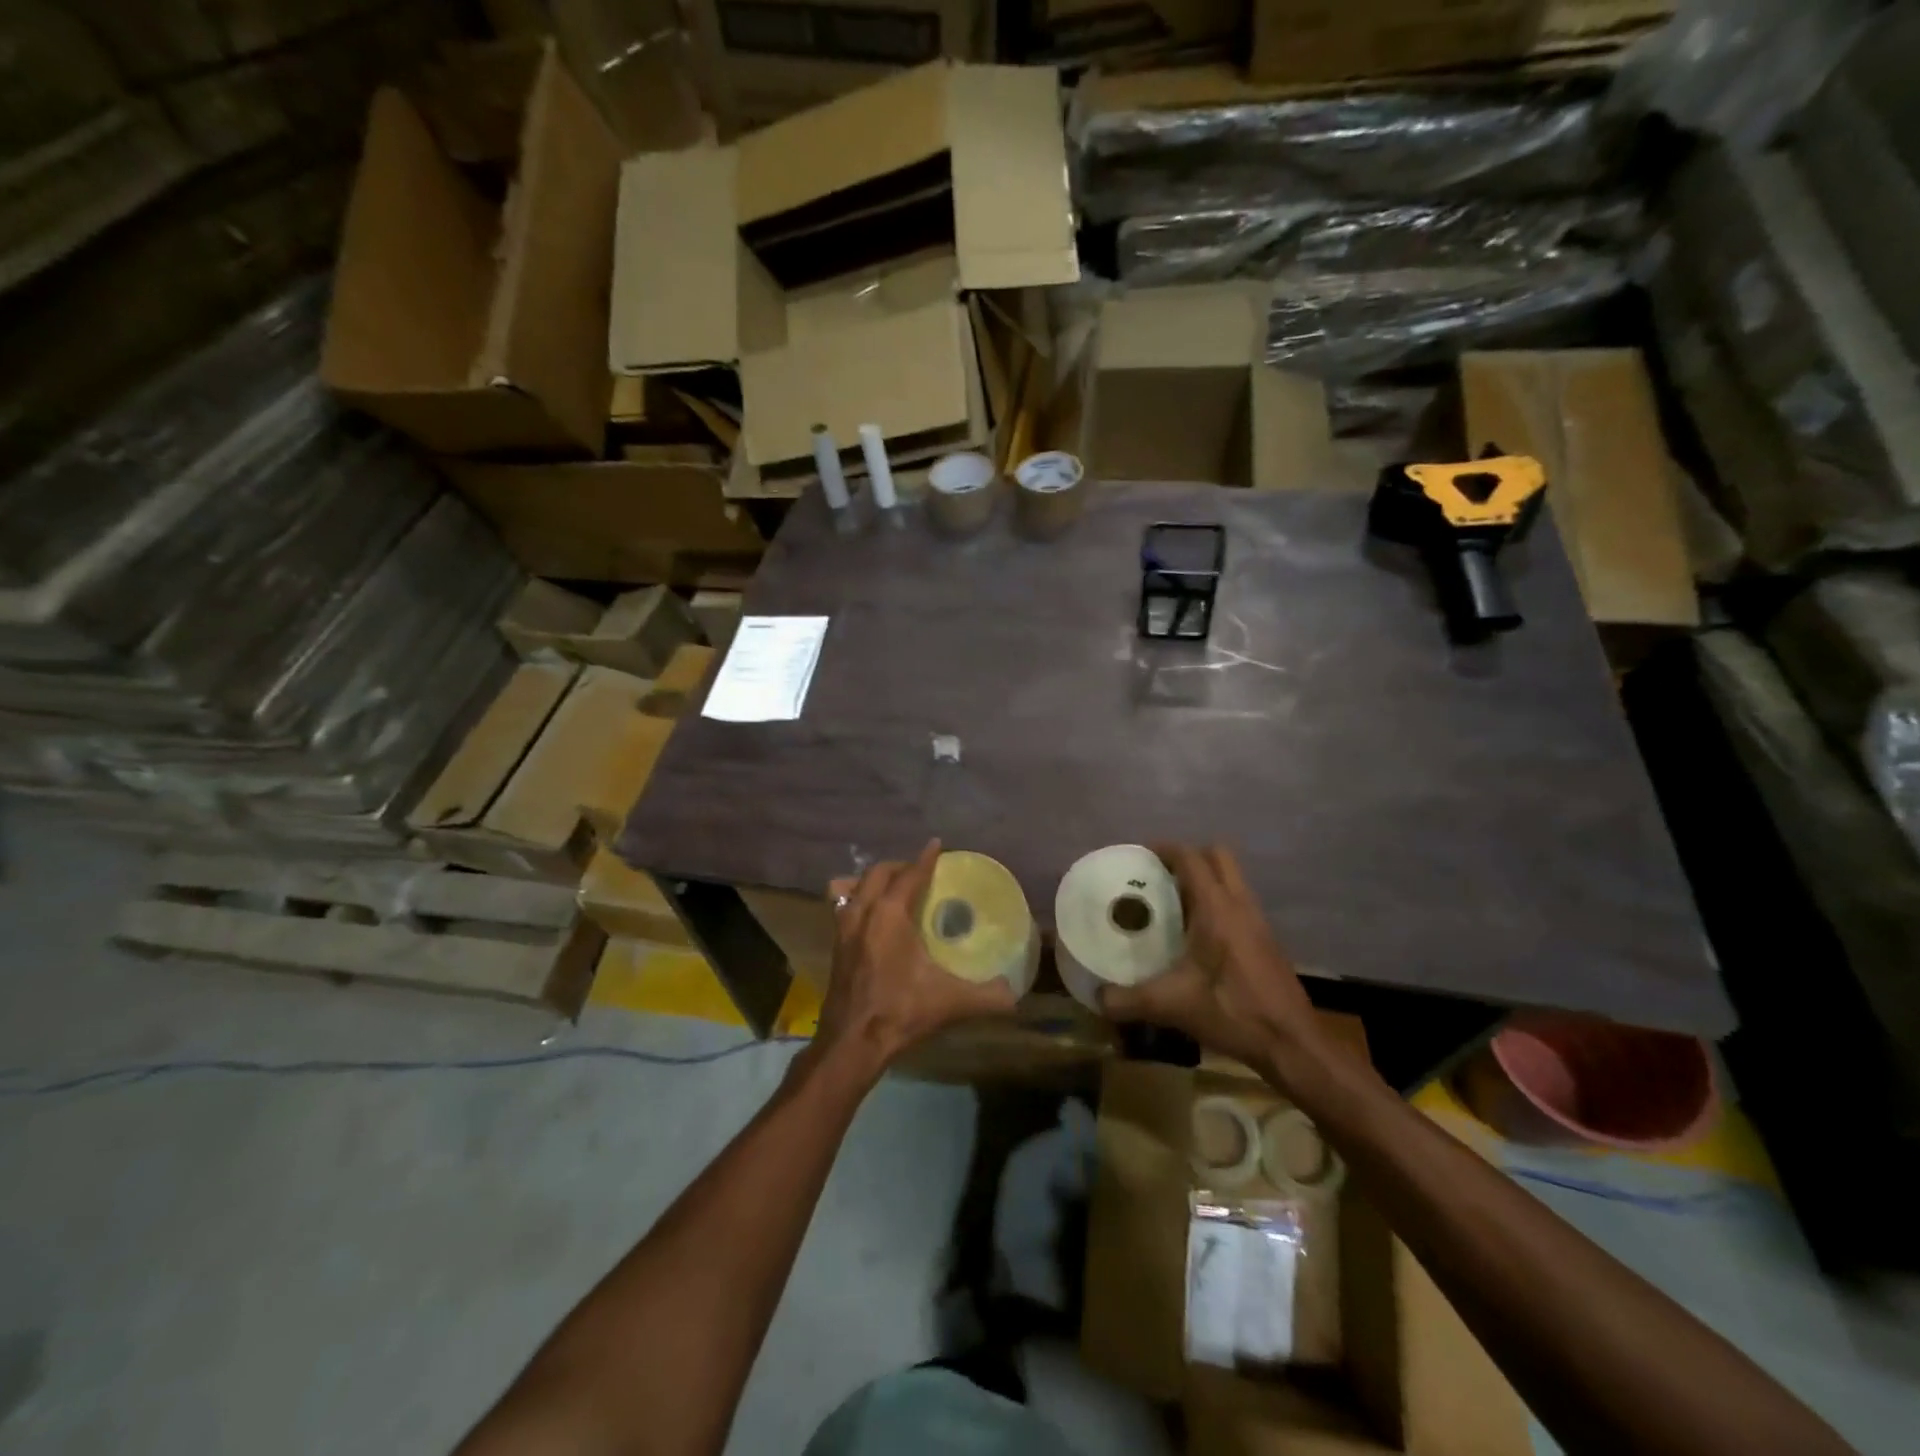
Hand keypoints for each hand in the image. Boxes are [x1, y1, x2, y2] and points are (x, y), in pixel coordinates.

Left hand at [814, 840, 1017, 1076]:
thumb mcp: (951, 1003)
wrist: (852, 1043)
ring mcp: (843, 928)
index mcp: (890, 914)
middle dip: (900, 866)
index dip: (926, 858)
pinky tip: (867, 915)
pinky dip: (854, 899)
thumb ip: (988, 997)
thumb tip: (1014, 994)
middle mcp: (863, 912)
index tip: (937, 845)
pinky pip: (841, 906)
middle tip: (920, 872)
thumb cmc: (901, 1012)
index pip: (910, 875)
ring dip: (873, 880)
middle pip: (878, 873)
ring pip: (853, 886)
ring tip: (891, 887)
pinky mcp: (835, 946)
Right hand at [1100, 844, 1326, 1078]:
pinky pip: (1238, 901)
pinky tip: (1197, 935)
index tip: (1139, 857)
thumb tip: (1097, 997)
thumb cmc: (1232, 1012)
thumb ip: (1129, 1000)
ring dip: (1205, 879)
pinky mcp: (1266, 939)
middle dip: (1188, 857)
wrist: (1291, 1043)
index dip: (1164, 849)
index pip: (1191, 858)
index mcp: (1216, 909)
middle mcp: (1239, 905)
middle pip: (1217, 856)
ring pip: (1231, 878)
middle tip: (1159, 876)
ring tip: (1173, 903)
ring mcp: (1258, 920)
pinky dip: (1217, 902)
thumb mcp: (1172, 1006)